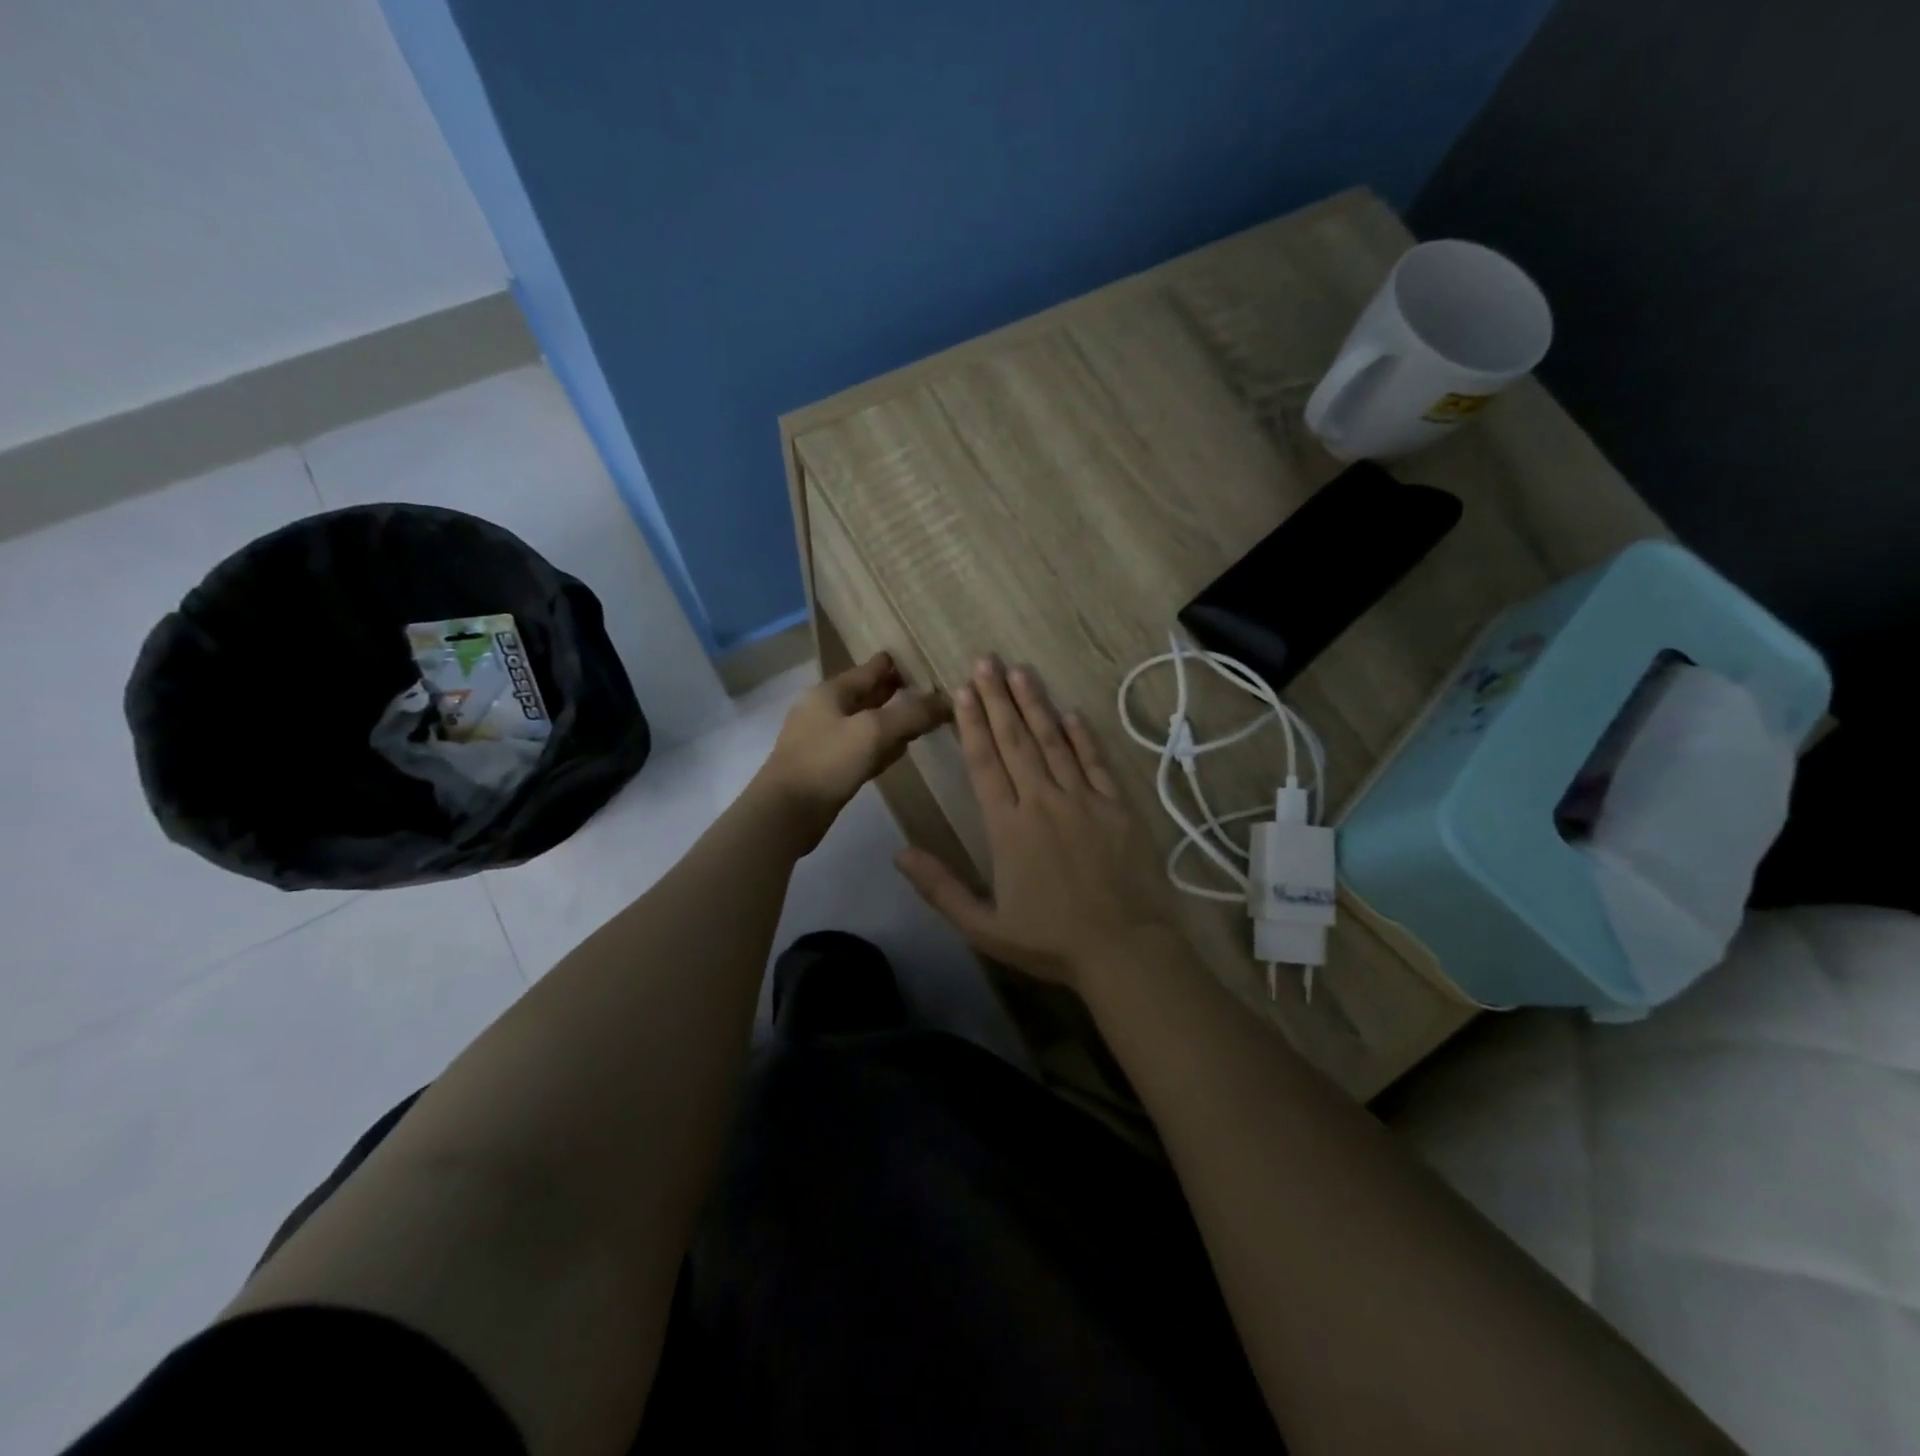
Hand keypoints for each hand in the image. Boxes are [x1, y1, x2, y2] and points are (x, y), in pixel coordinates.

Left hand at [752, 652, 947, 849]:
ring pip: (864, 723)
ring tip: (917, 718)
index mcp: (830, 692)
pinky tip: (897, 750)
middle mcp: (824, 711)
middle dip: (892, 691)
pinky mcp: (826, 768)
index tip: (917, 658)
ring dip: (888, 720)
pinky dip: (879, 745)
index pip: (868, 670)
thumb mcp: (874, 732)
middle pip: (865, 695)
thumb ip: (912, 714)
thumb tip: (946, 700)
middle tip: (924, 688)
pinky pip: (861, 748)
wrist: (786, 812)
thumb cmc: (827, 762)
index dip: (892, 664)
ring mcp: (823, 740)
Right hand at [895, 658, 1182, 990]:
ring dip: (1035, 705)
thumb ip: (940, 888)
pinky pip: (1095, 762)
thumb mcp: (983, 926)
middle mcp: (1043, 802)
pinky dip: (1082, 736)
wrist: (1123, 949)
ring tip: (1020, 672)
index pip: (984, 763)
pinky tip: (1071, 713)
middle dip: (998, 699)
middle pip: (1016, 741)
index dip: (971, 724)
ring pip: (1054, 742)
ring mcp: (1083, 800)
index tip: (962, 690)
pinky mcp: (1116, 807)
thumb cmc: (1049, 940)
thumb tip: (899, 854)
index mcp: (1008, 826)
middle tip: (986, 661)